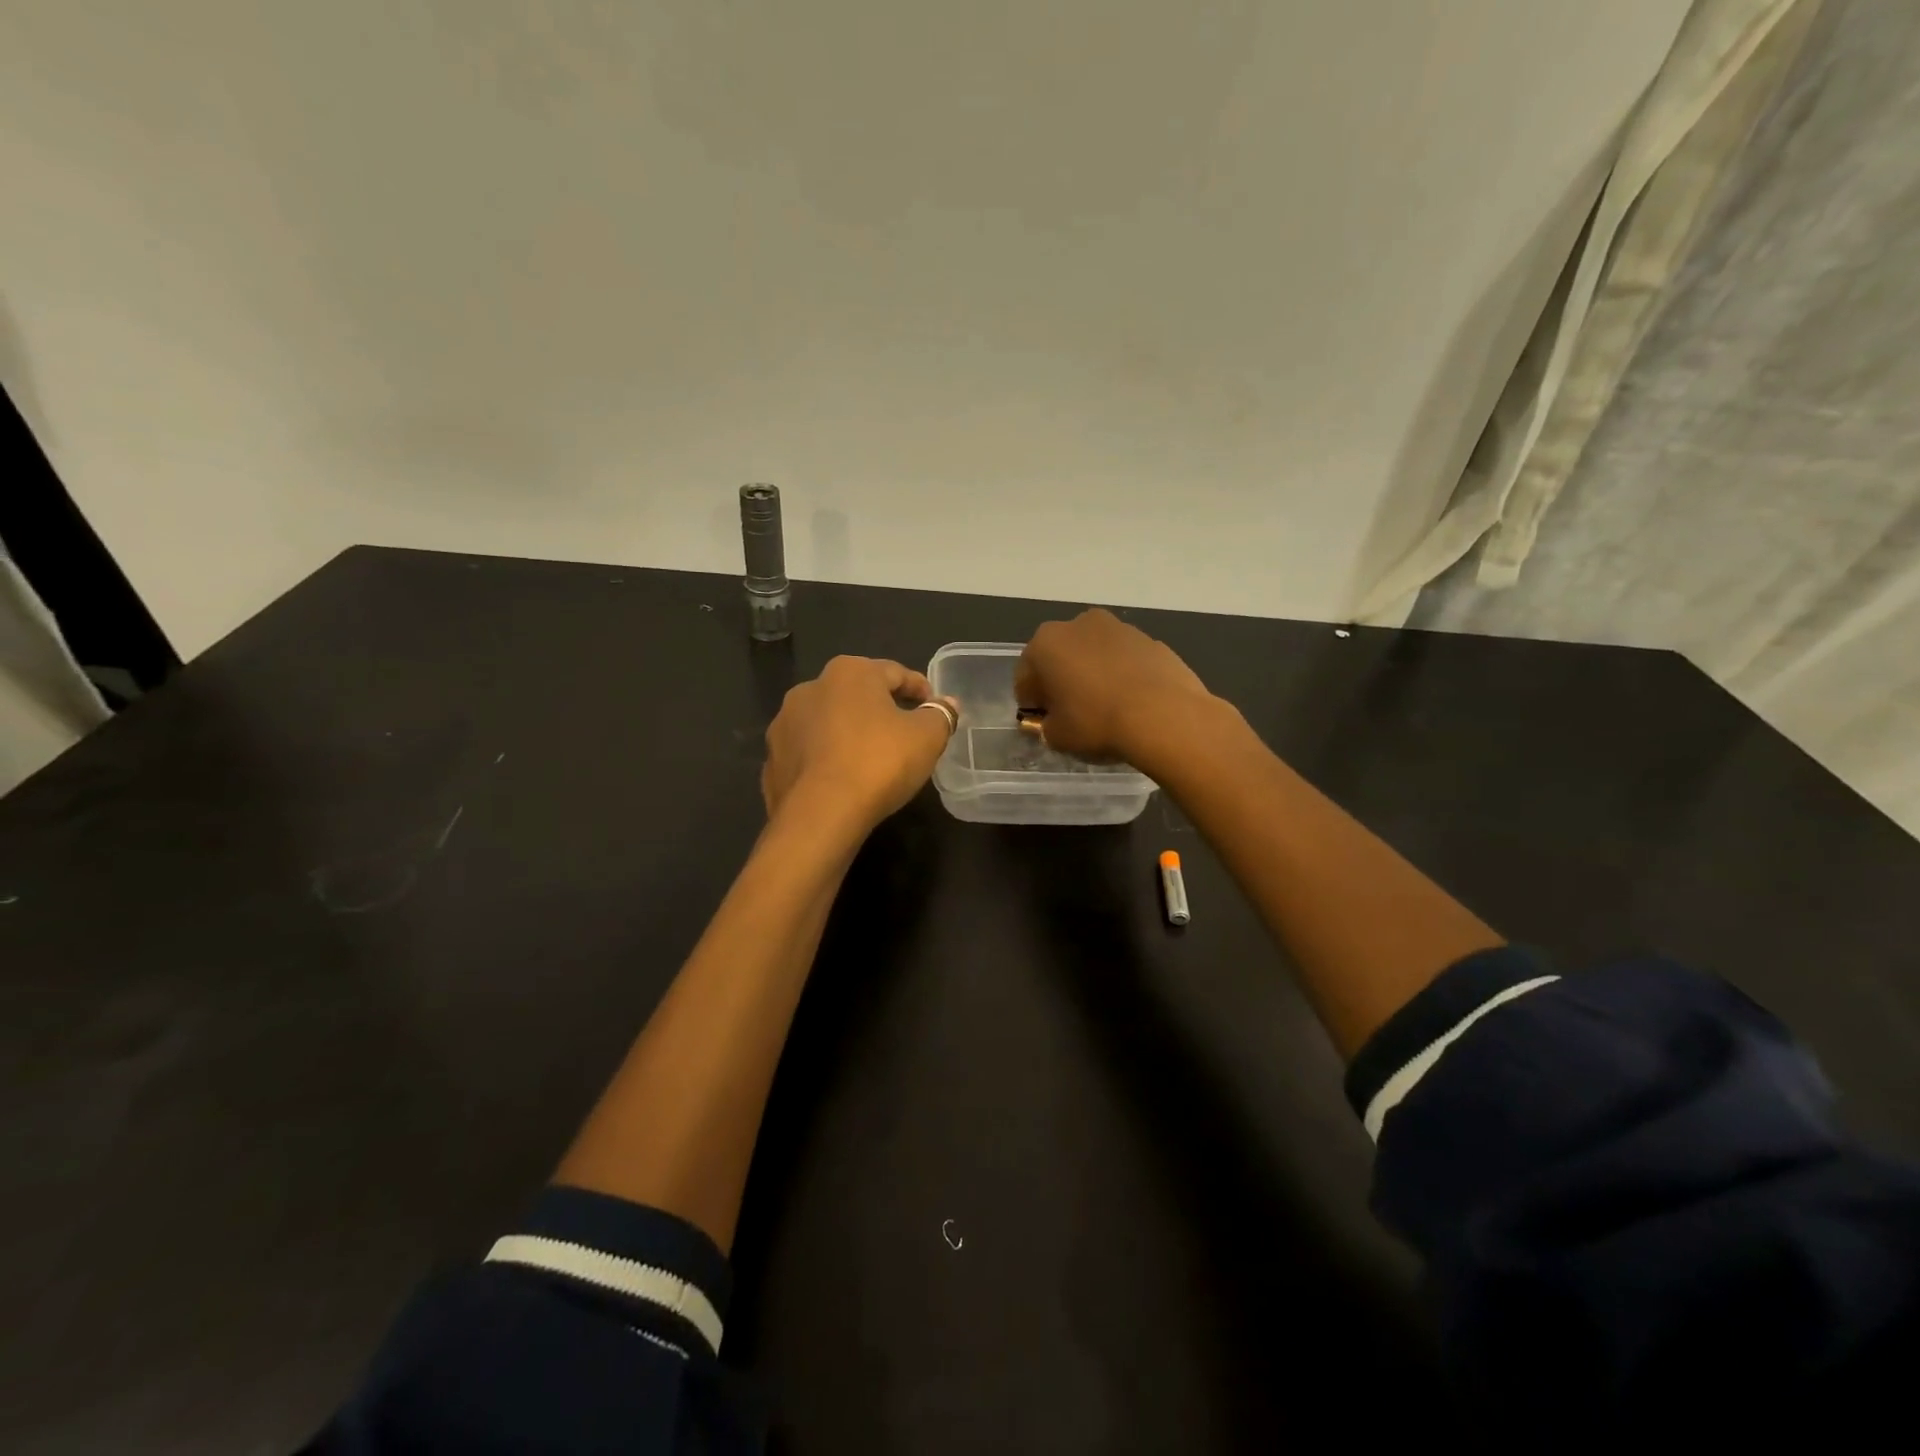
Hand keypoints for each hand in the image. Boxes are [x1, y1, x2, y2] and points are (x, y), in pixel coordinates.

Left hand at [762, 656, 957, 829]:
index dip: (921, 690)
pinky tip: (842, 780)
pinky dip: (826, 760)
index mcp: (850, 672)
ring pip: (829, 723)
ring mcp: (785, 724)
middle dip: (882, 710)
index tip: (935, 710)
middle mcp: (810, 688)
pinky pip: (809, 754)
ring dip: (850, 734)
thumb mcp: (927, 737)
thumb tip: (948, 703)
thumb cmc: (879, 762)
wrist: (820, 815)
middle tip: (905, 735)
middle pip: (858, 695)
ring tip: (872, 760)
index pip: (895, 672)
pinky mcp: (772, 760)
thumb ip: (940, 714)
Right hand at [1015, 609, 1215, 762]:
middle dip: (1062, 681)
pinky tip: (1132, 703)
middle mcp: (1078, 625)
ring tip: (1106, 708)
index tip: (1043, 722)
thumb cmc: (1097, 722)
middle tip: (1072, 713)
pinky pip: (1125, 660)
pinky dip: (1122, 675)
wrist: (1164, 716)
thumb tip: (1052, 722)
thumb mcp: (1057, 737)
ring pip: (1094, 654)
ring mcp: (1119, 628)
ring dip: (1093, 674)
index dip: (1032, 703)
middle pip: (1060, 656)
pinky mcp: (1150, 639)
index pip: (1026, 677)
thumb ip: (1046, 727)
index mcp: (1046, 643)